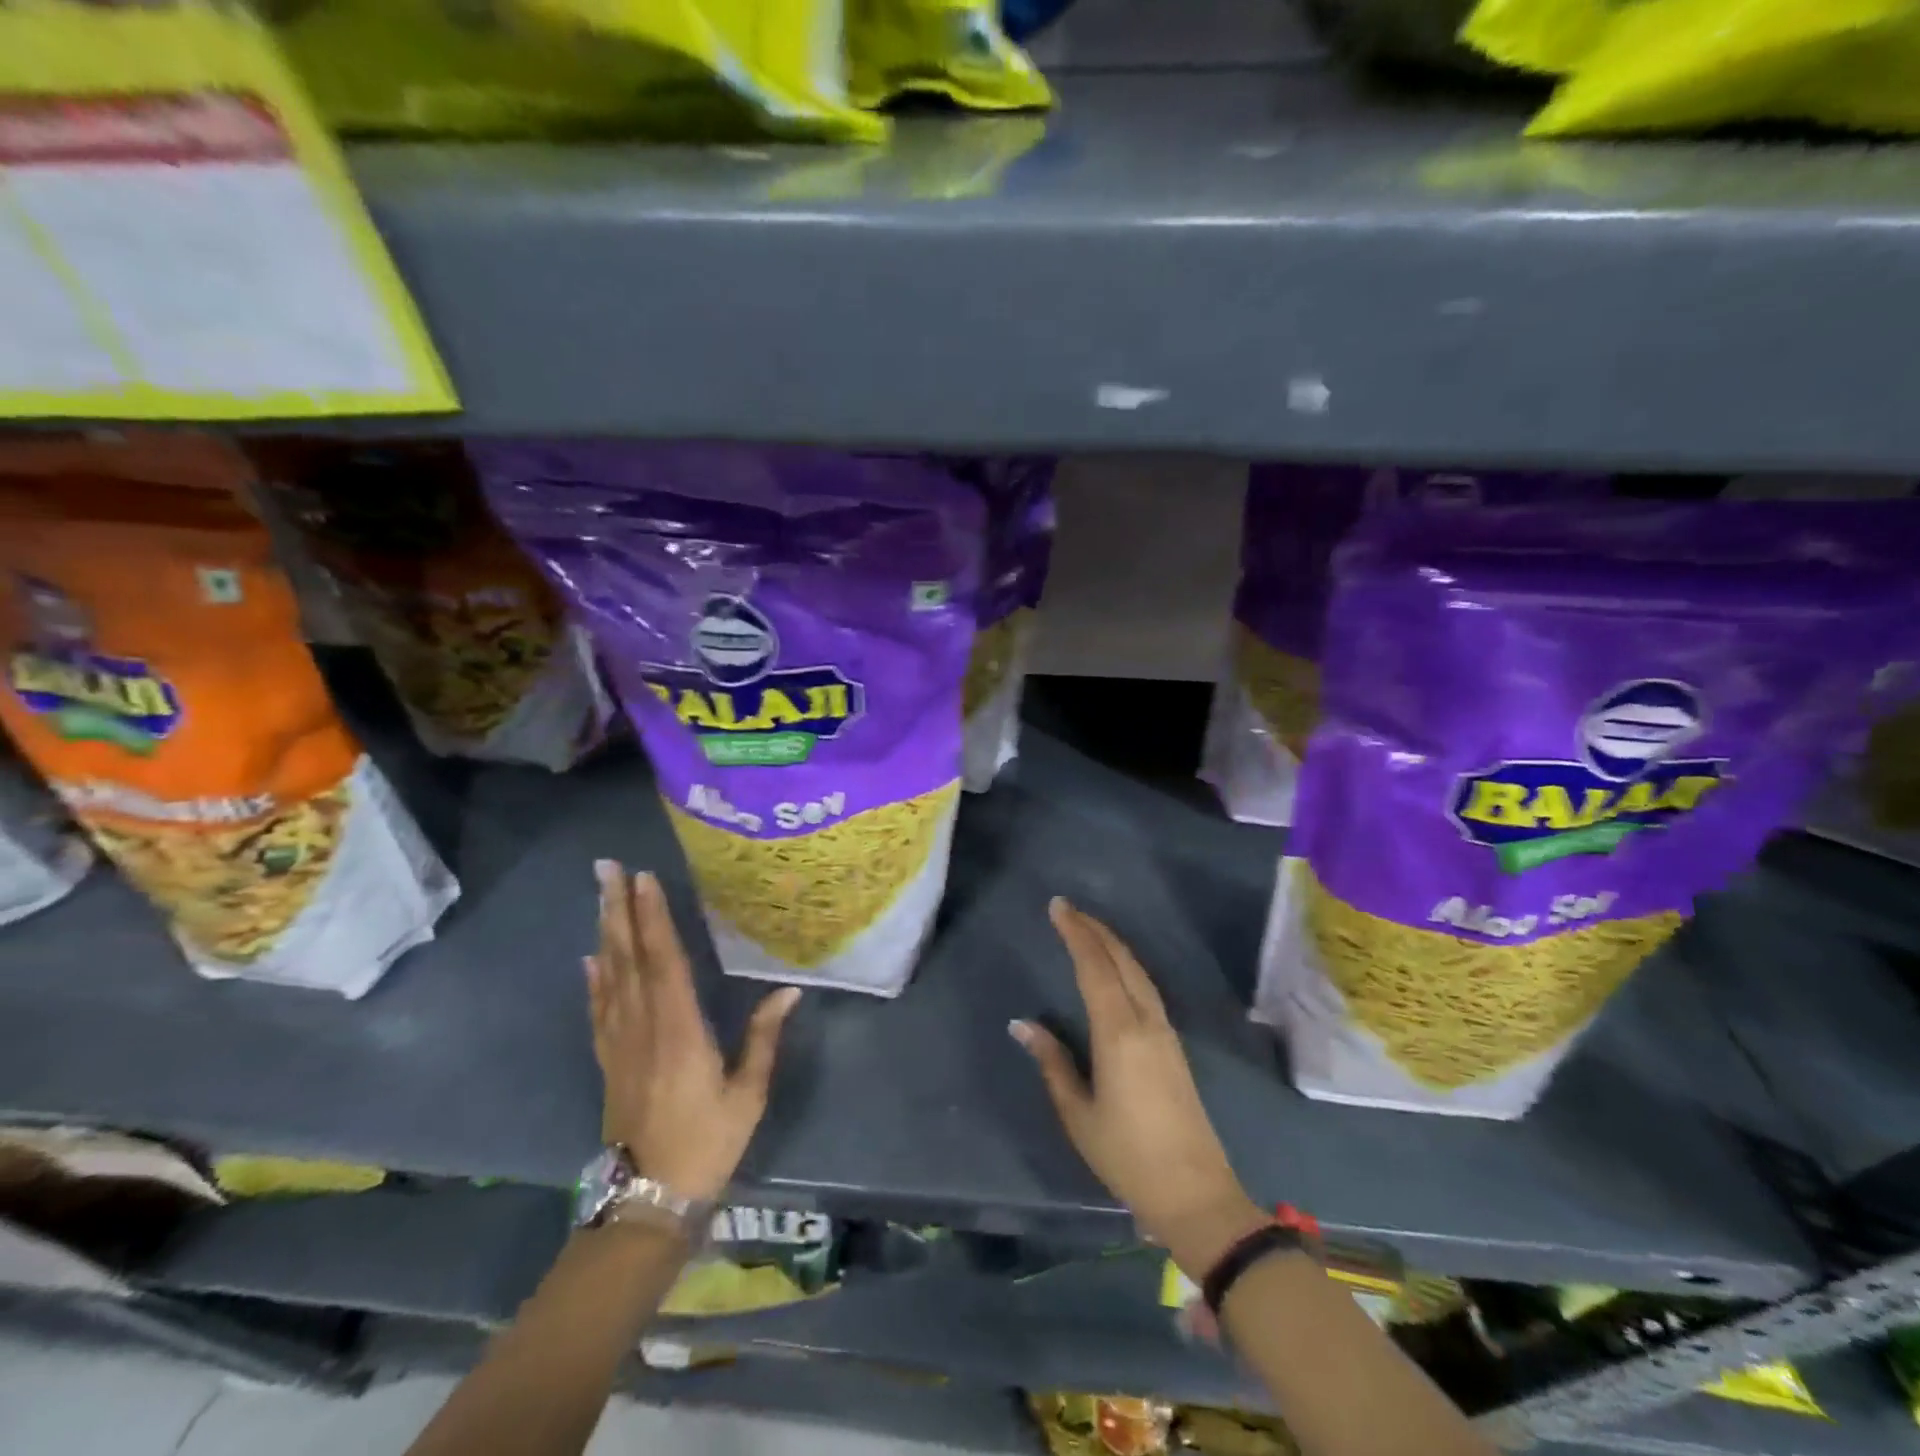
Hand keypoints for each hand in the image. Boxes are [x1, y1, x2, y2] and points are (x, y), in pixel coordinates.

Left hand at [587, 861, 799, 1201]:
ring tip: (600, 895)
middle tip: (606, 868)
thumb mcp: (747, 1094)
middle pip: (628, 957)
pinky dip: (594, 979)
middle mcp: (643, 1026)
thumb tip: (790, 991)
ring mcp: (620, 1043)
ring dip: (604, 931)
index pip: (663, 961)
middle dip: (618, 909)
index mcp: (679, 1030)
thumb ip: (764, 1038)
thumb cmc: (706, 1142)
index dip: (653, 918)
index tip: (645, 879)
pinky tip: (591, 958)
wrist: (647, 1198)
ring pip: (609, 975)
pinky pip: (599, 1009)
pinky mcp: (609, 1060)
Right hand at [1011, 898, 1266, 1277]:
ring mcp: (1165, 1032)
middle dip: (1094, 930)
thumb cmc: (1127, 1155)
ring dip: (1113, 944)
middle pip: (1121, 960)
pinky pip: (1146, 988)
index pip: (1095, 967)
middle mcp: (1145, 1021)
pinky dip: (1126, 965)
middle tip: (1068, 909)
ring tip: (1088, 929)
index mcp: (1118, 1032)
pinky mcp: (1173, 1045)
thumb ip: (1052, 1062)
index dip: (1076, 933)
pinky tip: (1116, 969)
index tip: (1058, 907)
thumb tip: (1022, 1025)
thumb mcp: (1078, 1112)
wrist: (1194, 1192)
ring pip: (1138, 971)